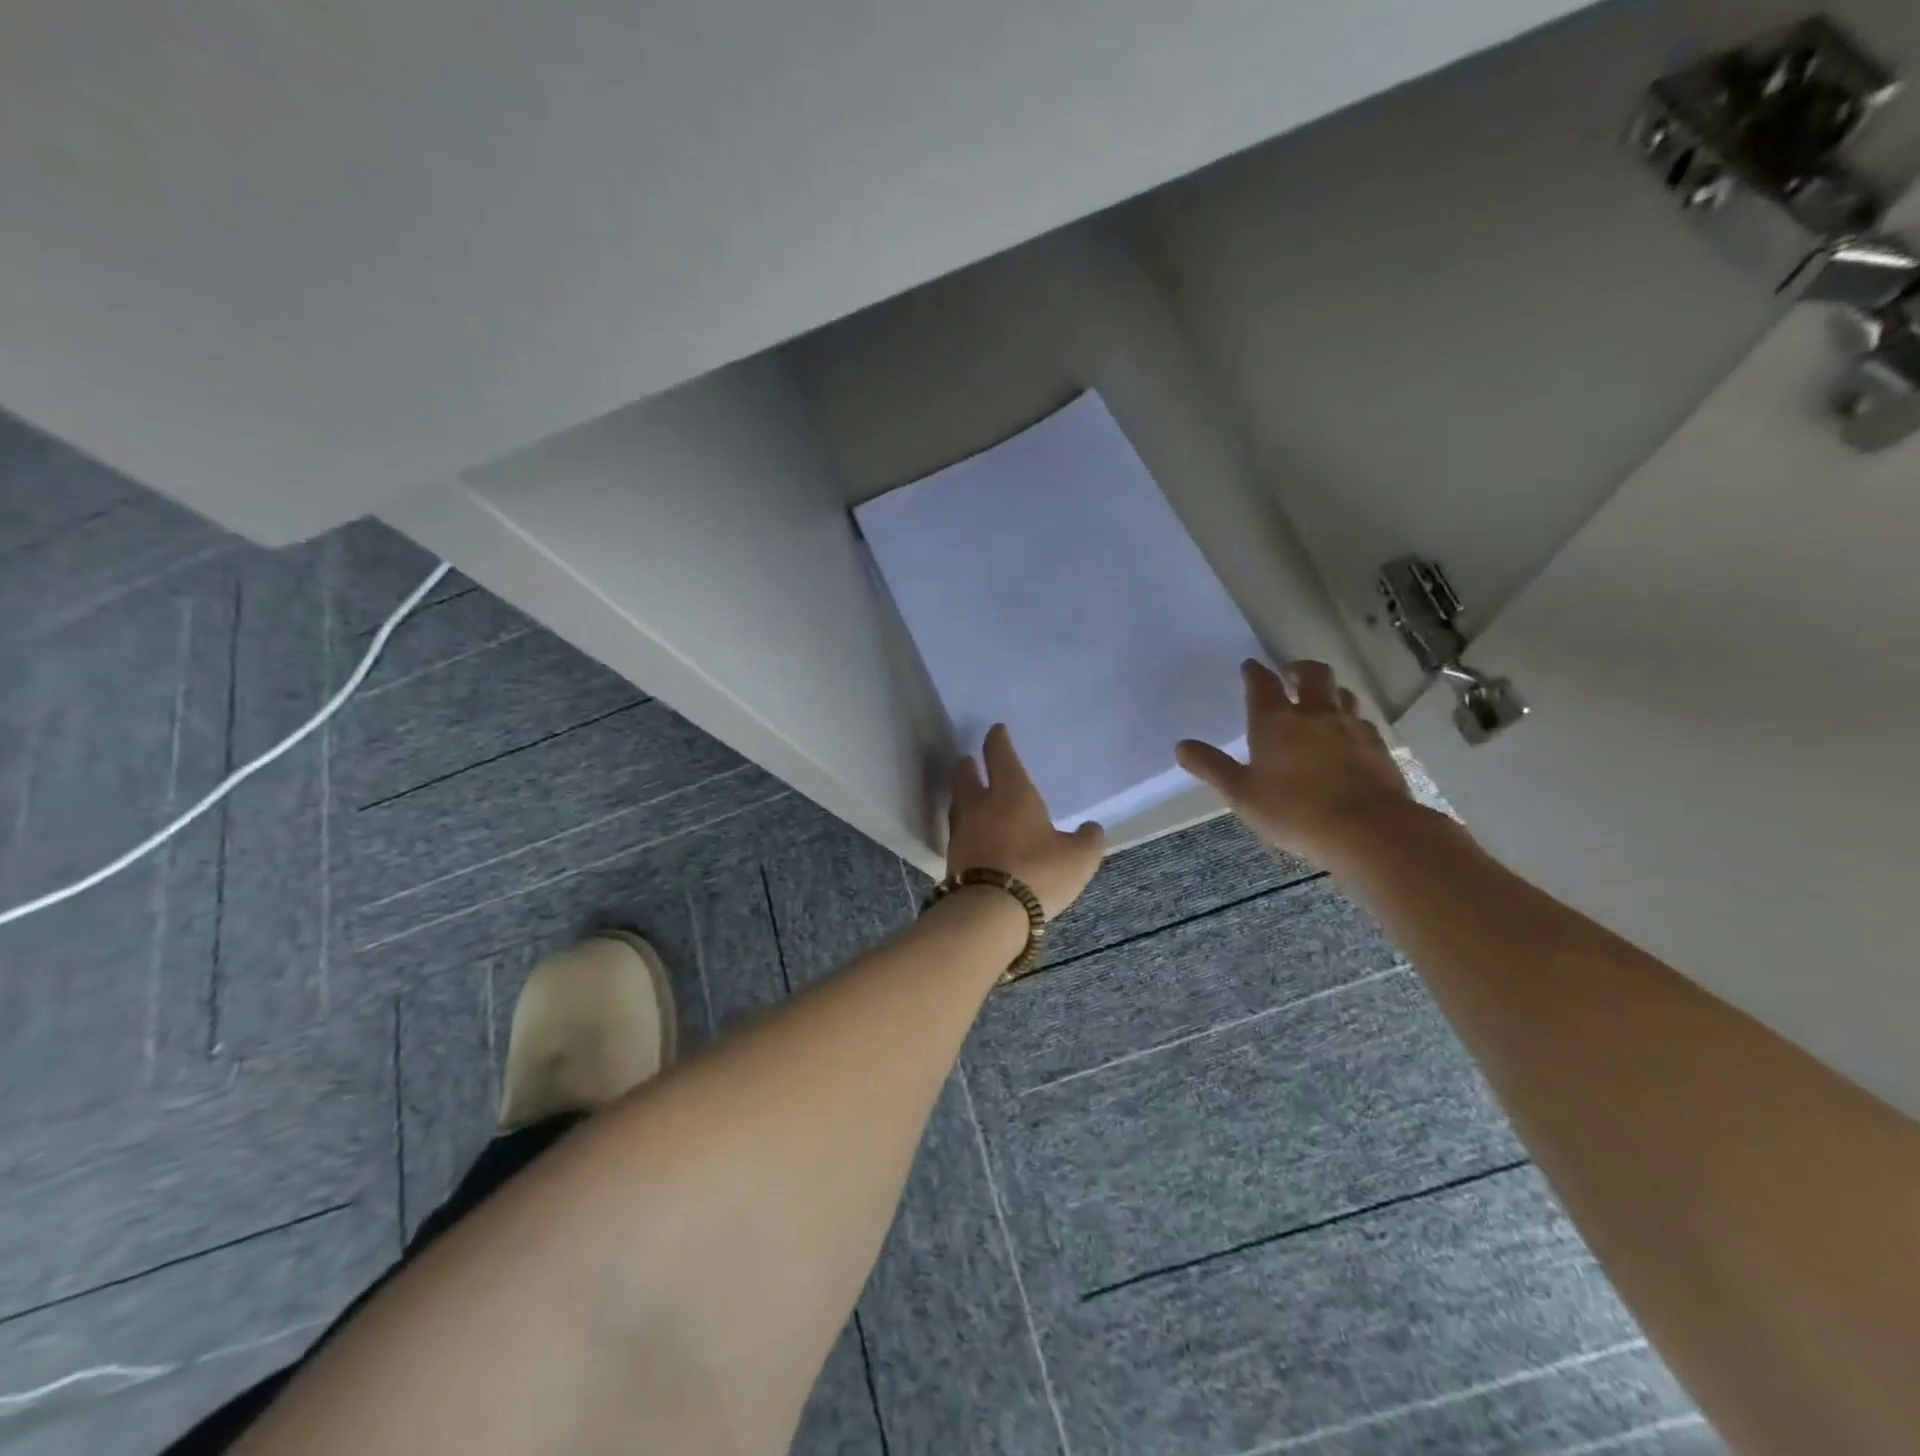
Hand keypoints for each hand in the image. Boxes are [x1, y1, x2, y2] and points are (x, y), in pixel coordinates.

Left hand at [948, 725, 1105, 918]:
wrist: (990, 913)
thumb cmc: (1039, 872)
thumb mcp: (1079, 857)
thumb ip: (1088, 839)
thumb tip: (1091, 829)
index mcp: (1012, 793)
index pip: (1001, 756)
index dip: (998, 740)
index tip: (996, 730)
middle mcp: (981, 806)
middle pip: (966, 777)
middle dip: (968, 766)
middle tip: (968, 760)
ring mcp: (962, 833)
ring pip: (958, 804)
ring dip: (962, 794)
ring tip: (968, 793)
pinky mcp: (952, 860)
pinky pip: (958, 833)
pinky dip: (965, 826)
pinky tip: (972, 834)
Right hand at [1176, 660, 1417, 871]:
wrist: (1368, 828)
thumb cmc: (1294, 810)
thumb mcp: (1242, 794)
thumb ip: (1212, 767)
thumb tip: (1181, 746)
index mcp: (1275, 721)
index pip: (1262, 684)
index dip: (1254, 672)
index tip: (1250, 666)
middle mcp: (1314, 714)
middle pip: (1312, 674)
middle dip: (1299, 669)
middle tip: (1290, 674)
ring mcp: (1350, 727)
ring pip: (1343, 694)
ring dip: (1330, 692)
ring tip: (1321, 701)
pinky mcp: (1378, 747)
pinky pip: (1363, 722)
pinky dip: (1351, 721)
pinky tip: (1348, 736)